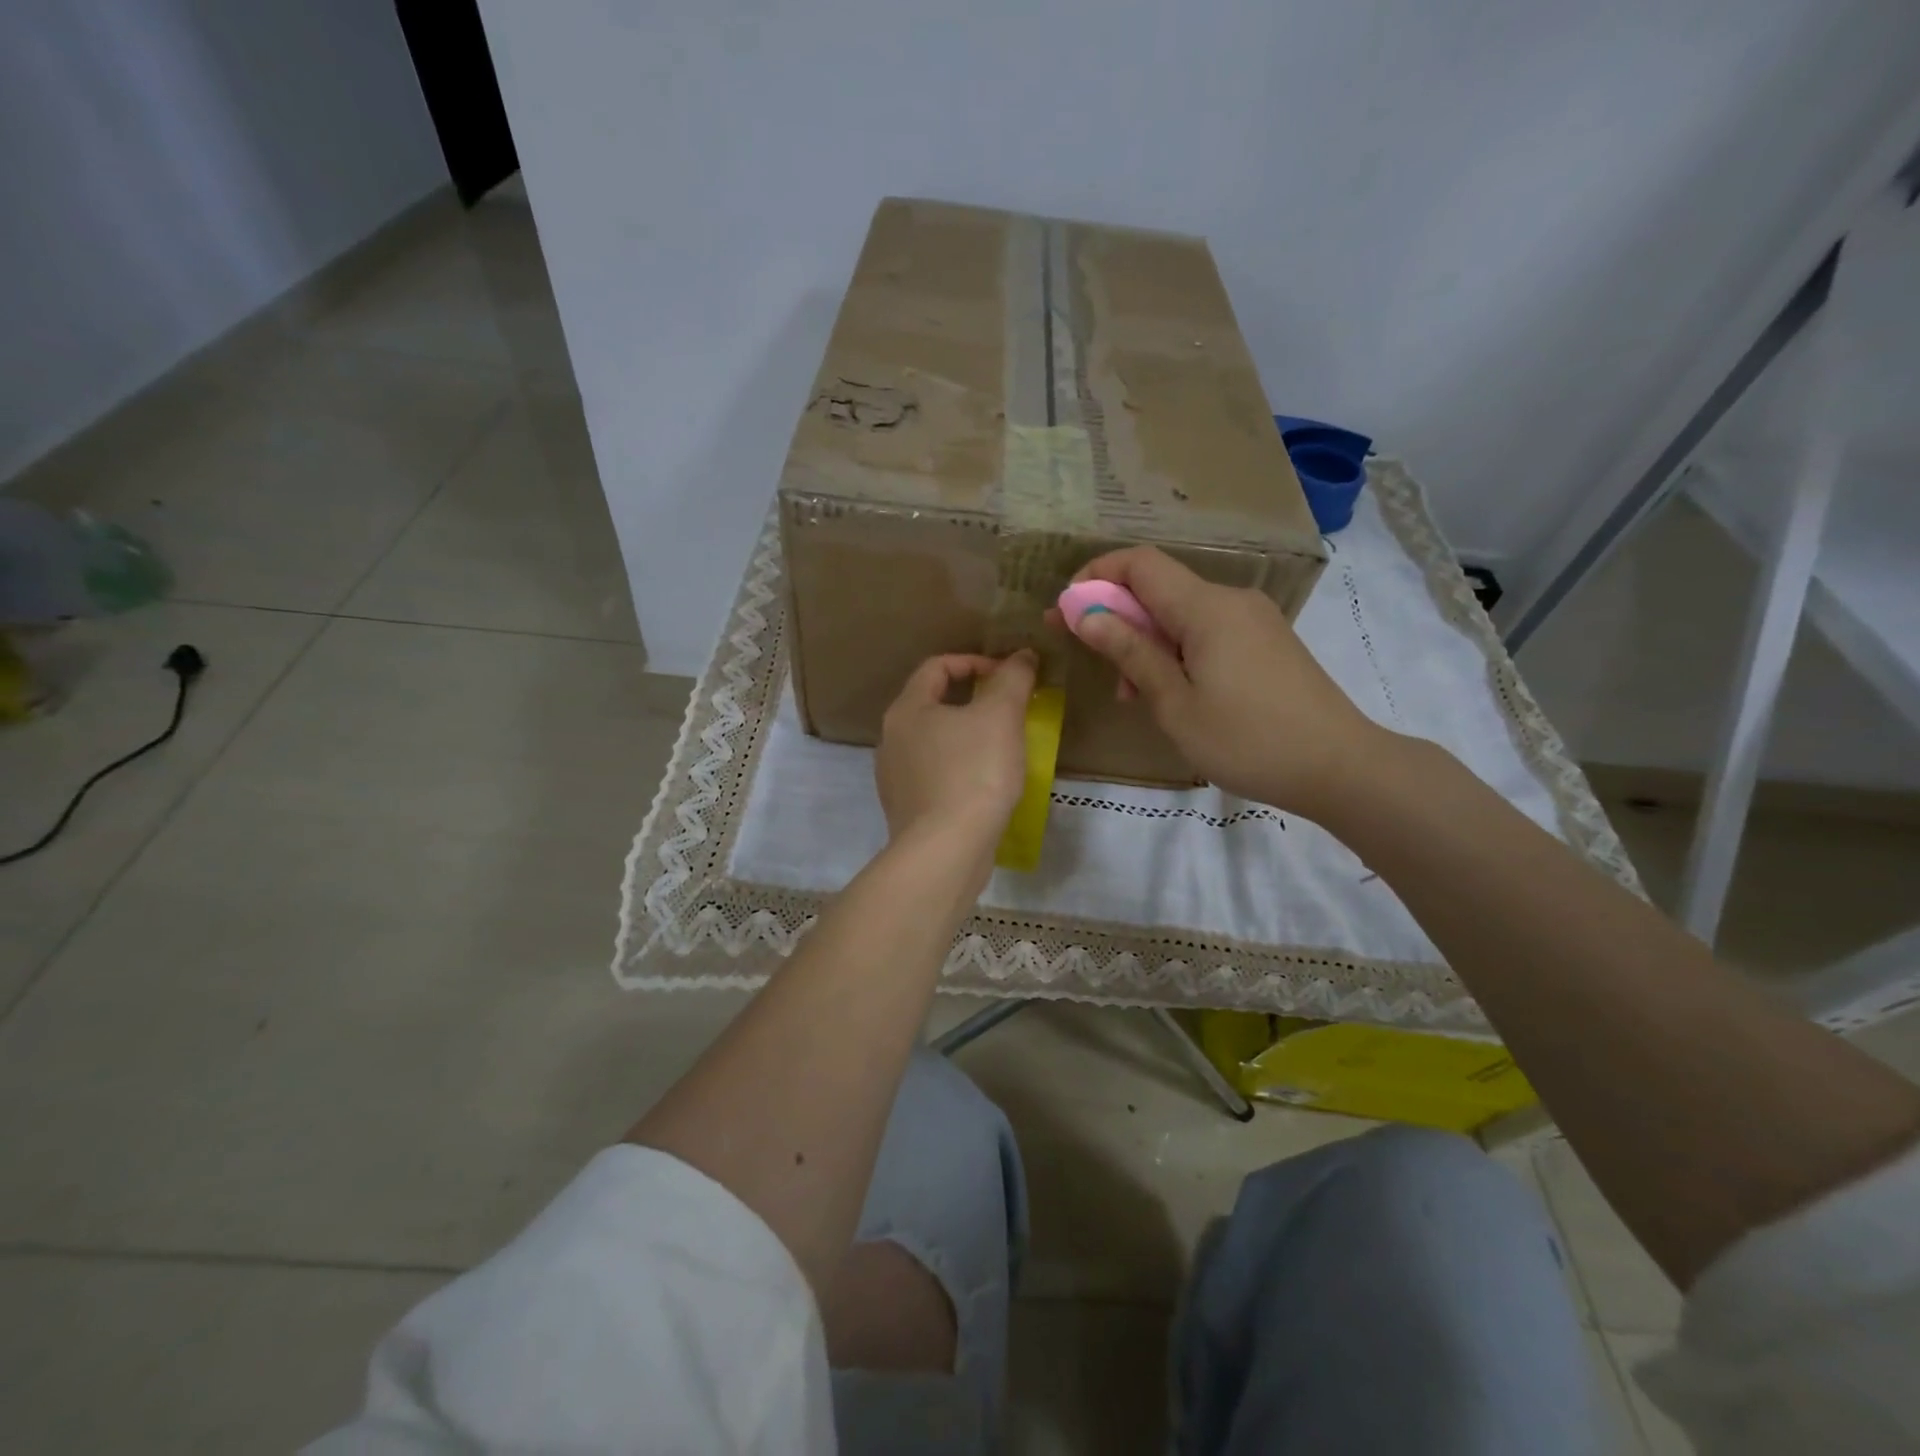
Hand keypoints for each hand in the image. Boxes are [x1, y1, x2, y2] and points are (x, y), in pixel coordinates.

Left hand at [876, 651, 1036, 852]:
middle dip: (973, 700)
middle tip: (1008, 710)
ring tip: (1000, 747)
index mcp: (906, 709)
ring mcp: (894, 777)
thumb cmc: (973, 773)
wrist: (946, 850)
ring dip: (967, 736)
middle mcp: (891, 738)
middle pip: (933, 703)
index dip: (975, 662)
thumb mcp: (1001, 716)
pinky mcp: (906, 809)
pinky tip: (984, 785)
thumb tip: (1022, 656)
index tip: (1008, 676)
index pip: (937, 666)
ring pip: (934, 742)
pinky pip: (935, 775)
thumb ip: (1012, 678)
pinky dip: (959, 769)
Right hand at [1063, 548, 1383, 816]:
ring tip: (1132, 694)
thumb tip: (1086, 613)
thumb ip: (1130, 652)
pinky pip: (1207, 633)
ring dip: (1146, 642)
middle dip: (1117, 616)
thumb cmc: (1246, 740)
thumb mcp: (1175, 702)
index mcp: (1206, 607)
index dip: (1096, 575)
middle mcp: (1231, 600)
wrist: (1339, 767)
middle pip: (1159, 589)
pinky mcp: (1266, 643)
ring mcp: (1253, 620)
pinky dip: (1177, 652)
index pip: (1140, 563)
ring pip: (1182, 615)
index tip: (1066, 610)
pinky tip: (1170, 694)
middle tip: (1089, 658)